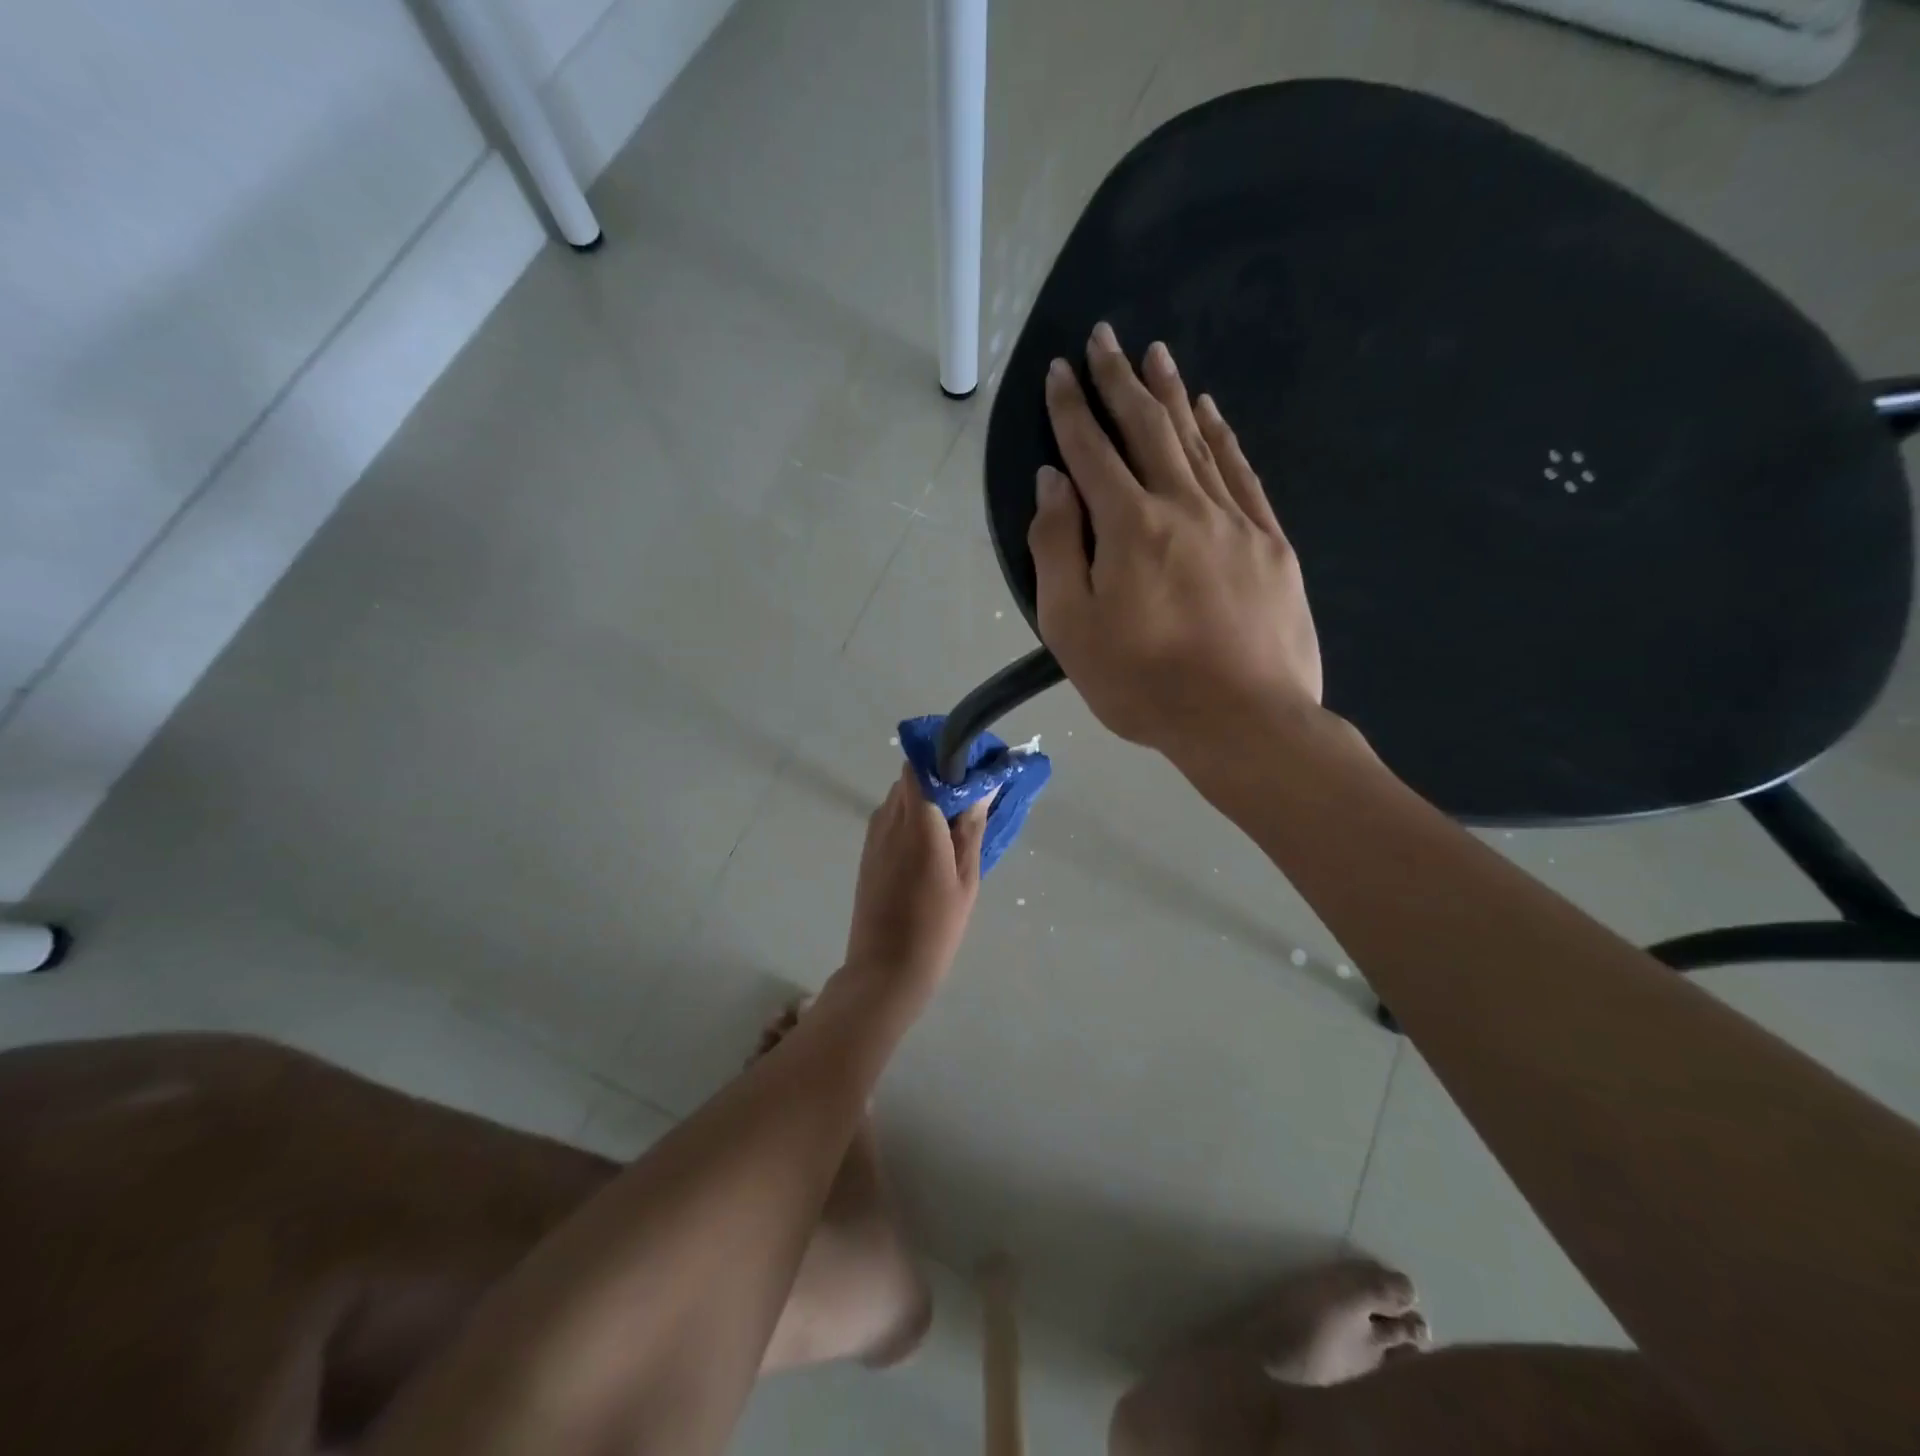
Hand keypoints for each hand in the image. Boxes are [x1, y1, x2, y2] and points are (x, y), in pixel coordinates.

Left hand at [843, 767, 988, 992]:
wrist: (885, 969)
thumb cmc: (936, 925)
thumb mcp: (965, 878)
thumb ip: (971, 829)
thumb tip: (983, 788)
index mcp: (917, 821)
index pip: (920, 764)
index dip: (943, 757)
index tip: (971, 766)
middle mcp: (889, 819)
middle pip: (911, 778)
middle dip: (939, 778)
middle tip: (971, 796)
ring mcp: (874, 836)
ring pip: (900, 798)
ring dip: (925, 799)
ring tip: (955, 821)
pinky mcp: (868, 853)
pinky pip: (891, 819)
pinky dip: (911, 818)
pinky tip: (933, 842)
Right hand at [1028, 323, 1322, 769]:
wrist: (1245, 721)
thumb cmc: (1143, 684)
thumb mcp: (1072, 627)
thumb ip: (1057, 548)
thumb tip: (1053, 482)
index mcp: (1129, 526)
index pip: (1091, 451)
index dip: (1071, 408)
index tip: (1060, 370)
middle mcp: (1182, 505)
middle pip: (1146, 429)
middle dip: (1119, 380)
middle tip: (1105, 337)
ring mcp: (1234, 520)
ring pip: (1197, 440)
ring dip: (1171, 395)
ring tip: (1156, 354)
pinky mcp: (1270, 542)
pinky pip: (1242, 473)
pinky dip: (1223, 436)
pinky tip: (1211, 413)